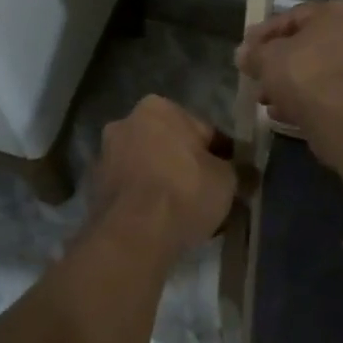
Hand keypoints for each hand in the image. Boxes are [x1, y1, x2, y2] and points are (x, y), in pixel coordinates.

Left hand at [91, 96, 235, 258]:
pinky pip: (132, 190)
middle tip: (209, 195)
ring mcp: (105, 156)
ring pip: (149, 168)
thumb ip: (238, 170)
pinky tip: (163, 223)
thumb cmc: (185, 191)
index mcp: (157, 108)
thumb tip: (248, 174)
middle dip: (188, 166)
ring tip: (187, 214)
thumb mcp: (227, 179)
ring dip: (165, 183)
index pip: (202, 129)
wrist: (134, 234)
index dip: (222, 154)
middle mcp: (125, 123)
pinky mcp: (94, 188)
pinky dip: (146, 200)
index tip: (232, 177)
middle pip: (170, 146)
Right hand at [236, 0, 342, 138]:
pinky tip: (279, 113)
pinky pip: (326, 94)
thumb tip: (243, 54)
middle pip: (307, 46)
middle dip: (277, 63)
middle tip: (254, 75)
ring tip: (263, 98)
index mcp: (341, 12)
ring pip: (316, 72)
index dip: (264, 34)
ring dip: (288, 84)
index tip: (245, 49)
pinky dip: (304, 100)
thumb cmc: (306, 74)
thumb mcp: (268, 58)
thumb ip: (253, 53)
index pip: (294, 17)